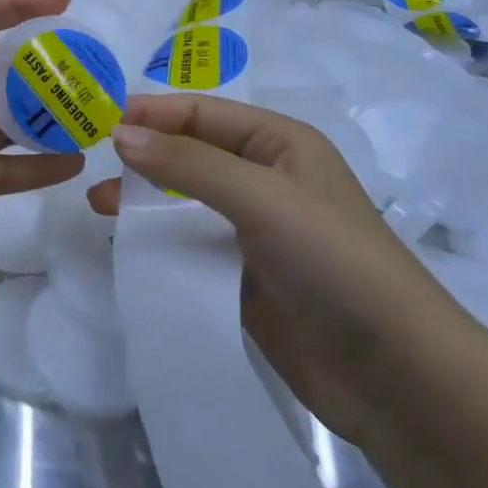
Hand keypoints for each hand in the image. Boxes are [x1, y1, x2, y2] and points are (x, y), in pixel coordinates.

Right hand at [87, 94, 479, 446]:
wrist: (394, 374)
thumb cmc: (332, 261)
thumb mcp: (260, 196)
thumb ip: (188, 163)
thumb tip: (120, 134)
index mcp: (281, 144)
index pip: (204, 113)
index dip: (154, 112)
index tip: (99, 120)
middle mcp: (267, 180)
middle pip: (192, 153)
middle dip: (144, 154)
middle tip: (92, 164)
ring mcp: (255, 232)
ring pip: (186, 201)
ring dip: (145, 198)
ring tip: (99, 205)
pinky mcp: (244, 278)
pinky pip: (191, 246)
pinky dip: (158, 241)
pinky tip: (127, 245)